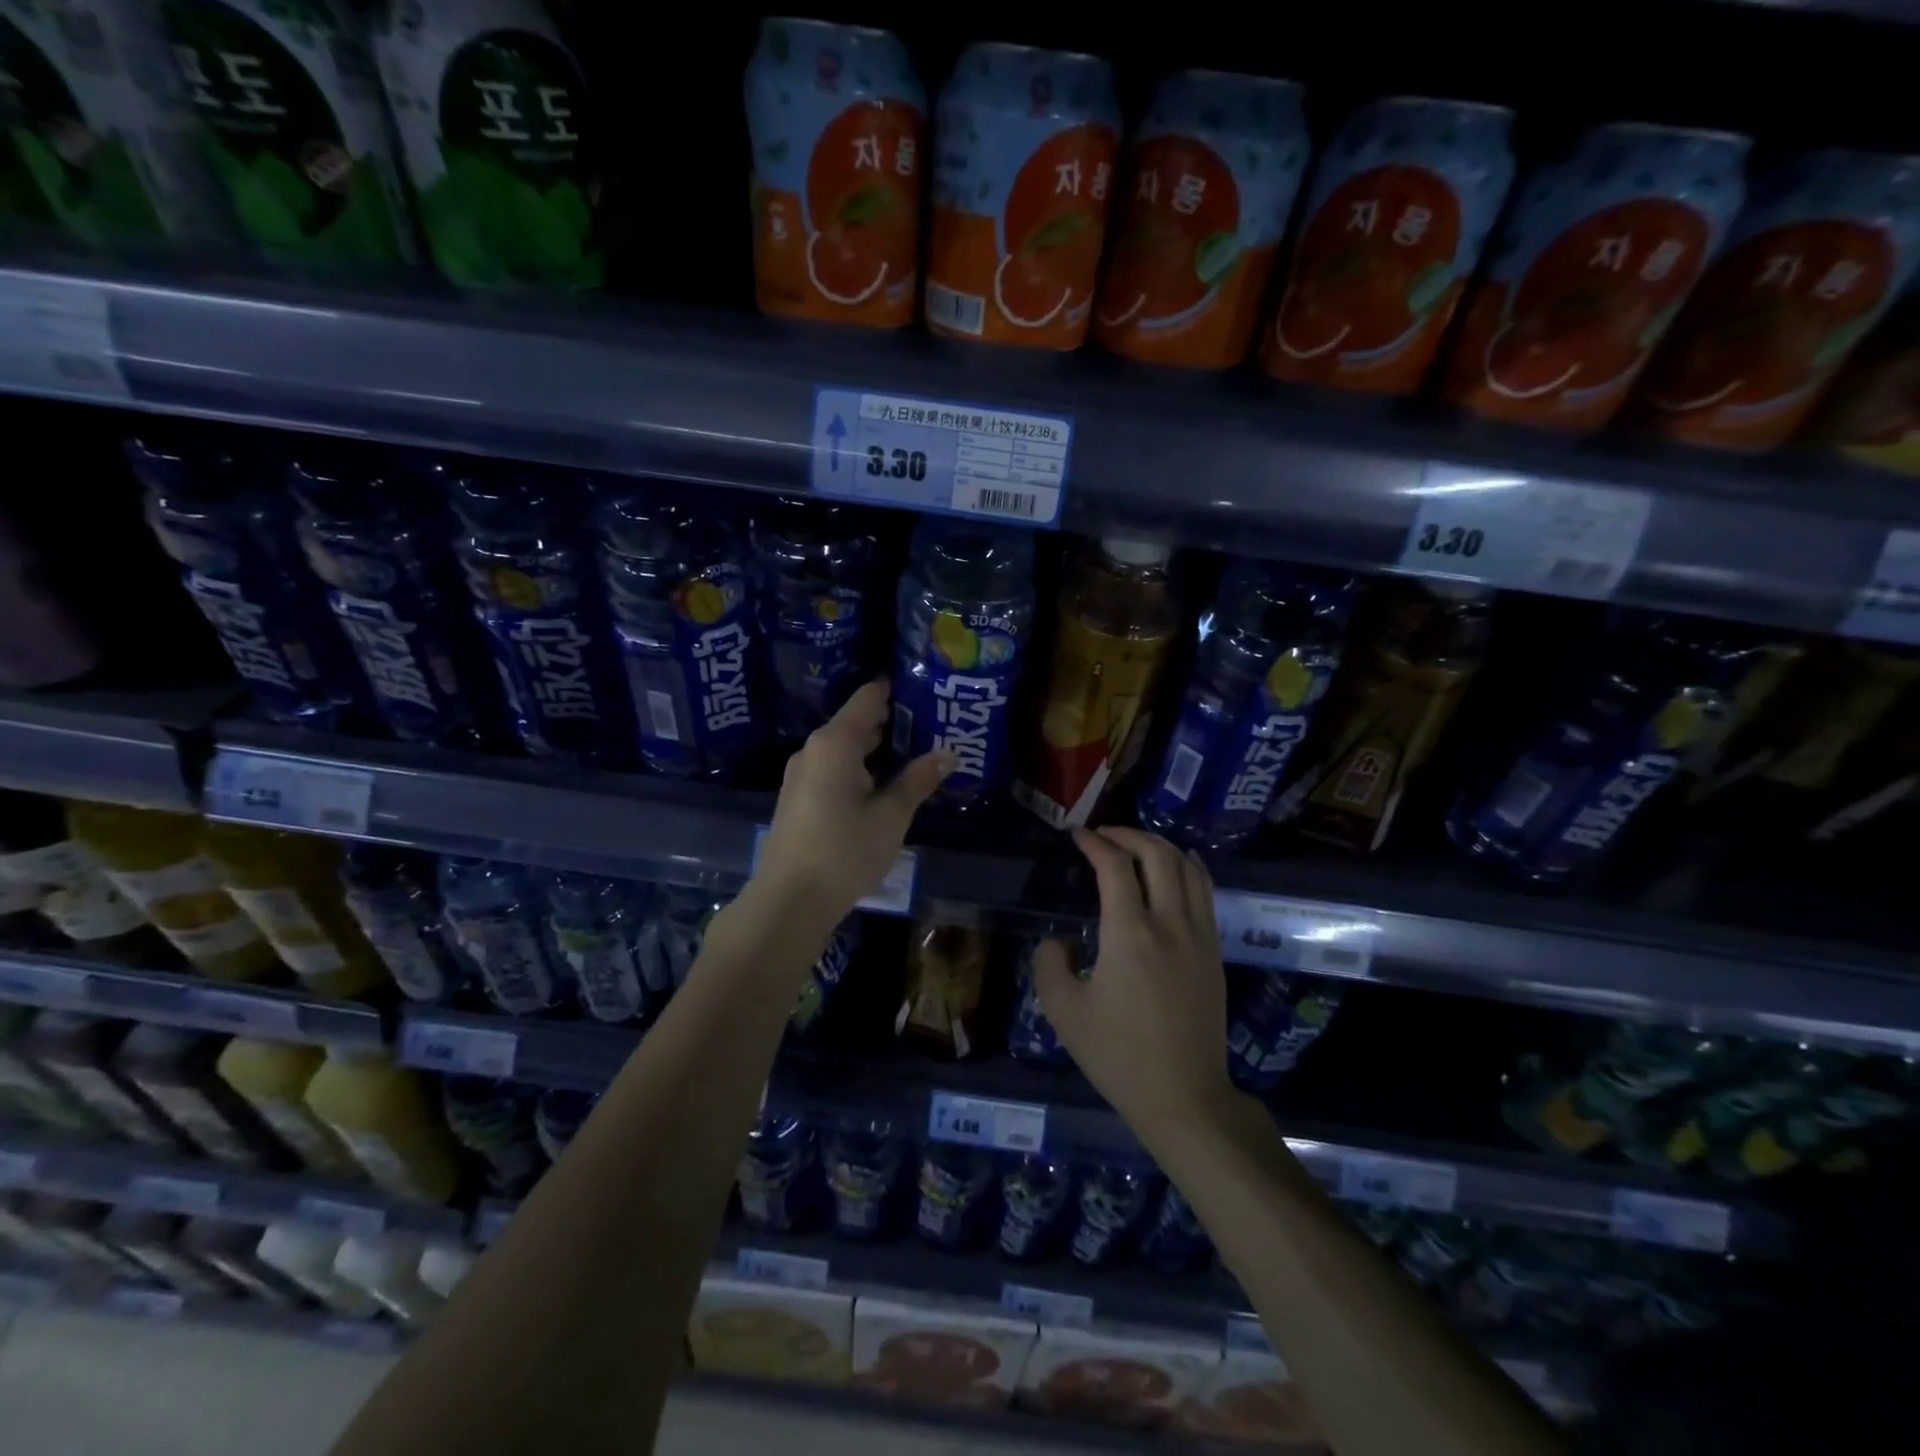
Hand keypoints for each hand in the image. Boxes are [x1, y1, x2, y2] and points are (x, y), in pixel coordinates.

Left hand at [753, 679, 953, 920]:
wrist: (789, 900)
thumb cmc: (844, 851)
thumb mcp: (890, 816)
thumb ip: (917, 780)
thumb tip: (947, 753)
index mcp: (835, 743)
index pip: (867, 699)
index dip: (894, 689)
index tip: (922, 684)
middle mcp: (813, 750)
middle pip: (855, 722)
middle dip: (890, 721)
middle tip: (930, 722)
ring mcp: (801, 775)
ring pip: (844, 748)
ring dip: (875, 748)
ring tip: (913, 751)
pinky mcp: (798, 799)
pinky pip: (833, 769)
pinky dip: (858, 767)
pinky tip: (882, 783)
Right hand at [1033, 828, 1234, 1136]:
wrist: (1184, 1097)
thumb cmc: (1118, 1056)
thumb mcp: (1064, 1013)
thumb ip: (1049, 964)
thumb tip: (1059, 941)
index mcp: (1130, 935)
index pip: (1115, 866)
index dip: (1094, 843)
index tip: (1077, 836)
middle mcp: (1170, 924)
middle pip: (1158, 854)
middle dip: (1128, 834)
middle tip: (1103, 835)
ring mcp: (1200, 936)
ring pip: (1188, 868)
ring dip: (1160, 846)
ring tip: (1135, 846)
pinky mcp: (1215, 952)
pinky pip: (1205, 892)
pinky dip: (1187, 868)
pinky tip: (1175, 868)